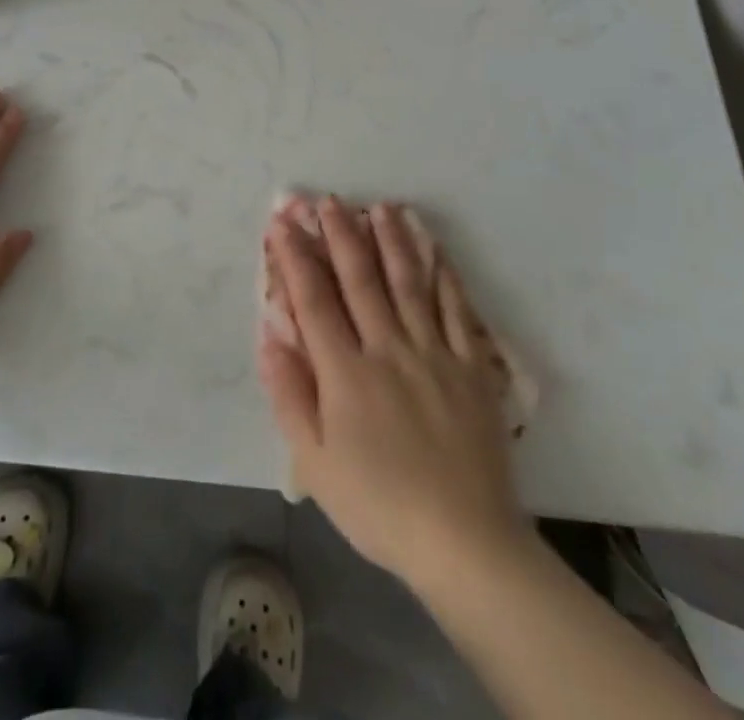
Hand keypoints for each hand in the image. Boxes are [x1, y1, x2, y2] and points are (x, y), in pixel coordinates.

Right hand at [260, 198, 527, 592]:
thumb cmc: (379, 505)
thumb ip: (290, 395)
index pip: (314, 301)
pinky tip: (436, 251)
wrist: (465, 542)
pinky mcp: (473, 367)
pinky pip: (458, 311)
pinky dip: (445, 277)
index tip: (283, 223)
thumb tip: (270, 336)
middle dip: (341, 235)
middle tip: (328, 200)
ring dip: (392, 241)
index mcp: (347, 373)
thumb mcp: (316, 463)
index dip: (296, 258)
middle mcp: (389, 349)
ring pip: (409, 283)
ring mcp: (435, 353)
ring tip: (380, 207)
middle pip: (361, 280)